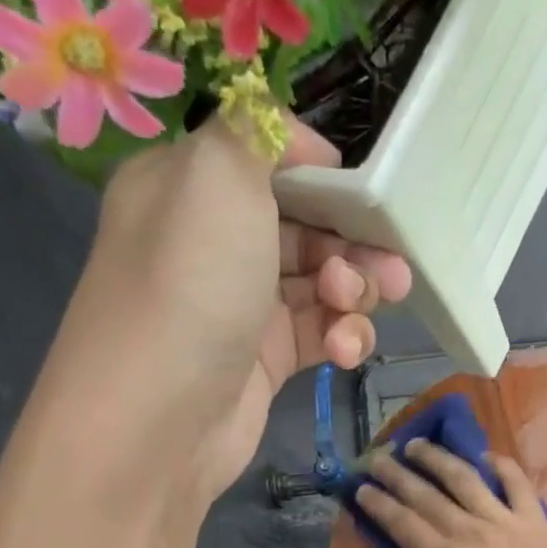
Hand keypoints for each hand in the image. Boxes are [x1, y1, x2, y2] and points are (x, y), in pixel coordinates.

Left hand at [35, 116, 412, 506]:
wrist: (160, 416)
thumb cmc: (192, 284)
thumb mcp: (219, 175)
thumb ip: (259, 131)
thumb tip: (299, 141)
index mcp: (193, 186)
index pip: (271, 162)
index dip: (324, 176)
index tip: (363, 196)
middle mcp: (215, 241)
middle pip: (308, 225)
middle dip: (353, 243)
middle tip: (386, 269)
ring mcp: (242, 305)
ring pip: (322, 282)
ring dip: (355, 293)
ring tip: (353, 309)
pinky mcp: (267, 359)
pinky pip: (320, 332)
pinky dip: (342, 336)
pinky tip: (345, 350)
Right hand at [357, 440, 546, 547]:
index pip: (404, 525)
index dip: (379, 505)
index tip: (361, 488)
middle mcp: (471, 531)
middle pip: (427, 495)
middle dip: (397, 474)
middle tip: (378, 458)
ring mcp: (505, 520)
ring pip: (465, 479)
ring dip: (438, 458)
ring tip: (418, 444)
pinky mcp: (535, 520)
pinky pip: (517, 484)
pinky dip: (501, 466)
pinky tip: (485, 455)